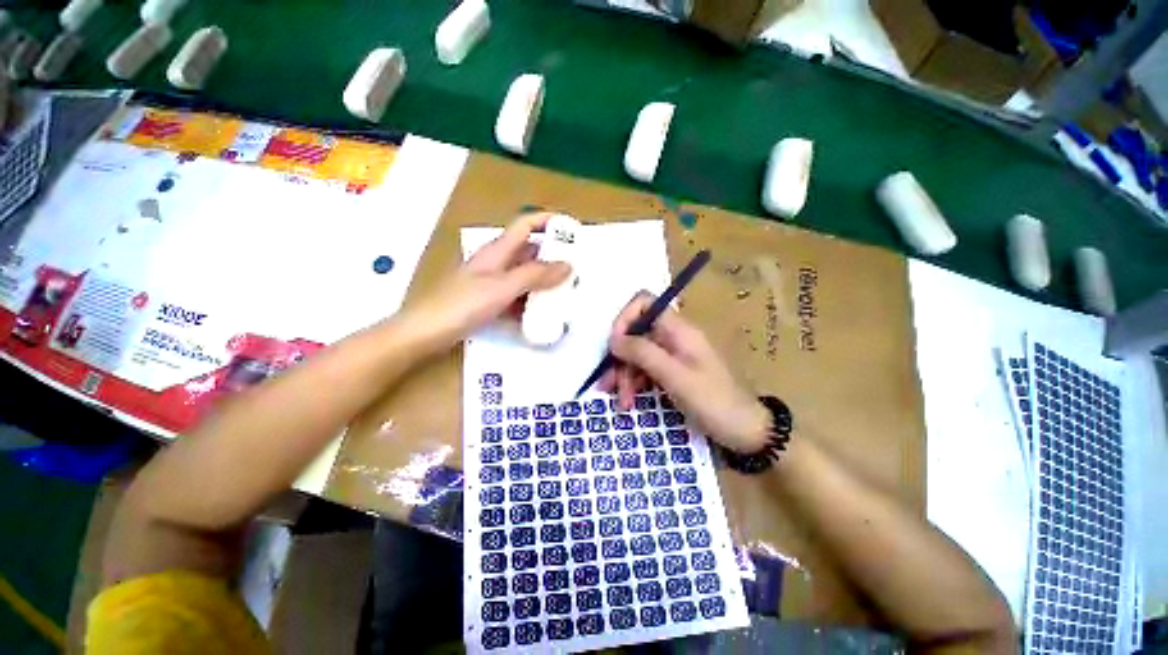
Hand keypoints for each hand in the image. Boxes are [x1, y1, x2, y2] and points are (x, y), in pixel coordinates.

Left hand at [398, 212, 570, 351]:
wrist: (426, 332)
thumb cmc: (463, 304)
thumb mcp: (503, 287)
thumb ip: (535, 275)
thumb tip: (568, 265)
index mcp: (498, 250)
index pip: (526, 224)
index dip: (548, 221)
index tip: (573, 229)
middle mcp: (497, 262)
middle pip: (530, 251)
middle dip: (554, 256)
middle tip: (579, 267)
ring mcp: (493, 283)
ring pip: (525, 275)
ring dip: (545, 281)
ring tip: (569, 291)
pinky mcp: (490, 301)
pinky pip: (518, 296)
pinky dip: (532, 301)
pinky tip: (546, 313)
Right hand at [601, 292, 769, 453]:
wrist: (745, 431)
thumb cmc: (713, 401)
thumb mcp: (674, 376)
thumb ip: (643, 353)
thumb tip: (613, 338)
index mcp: (678, 329)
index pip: (644, 303)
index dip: (625, 319)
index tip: (614, 346)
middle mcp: (673, 337)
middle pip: (636, 333)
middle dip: (620, 358)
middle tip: (609, 385)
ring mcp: (672, 355)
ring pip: (638, 354)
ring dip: (624, 376)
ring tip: (621, 403)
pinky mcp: (672, 373)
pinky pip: (646, 370)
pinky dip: (634, 384)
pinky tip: (629, 403)